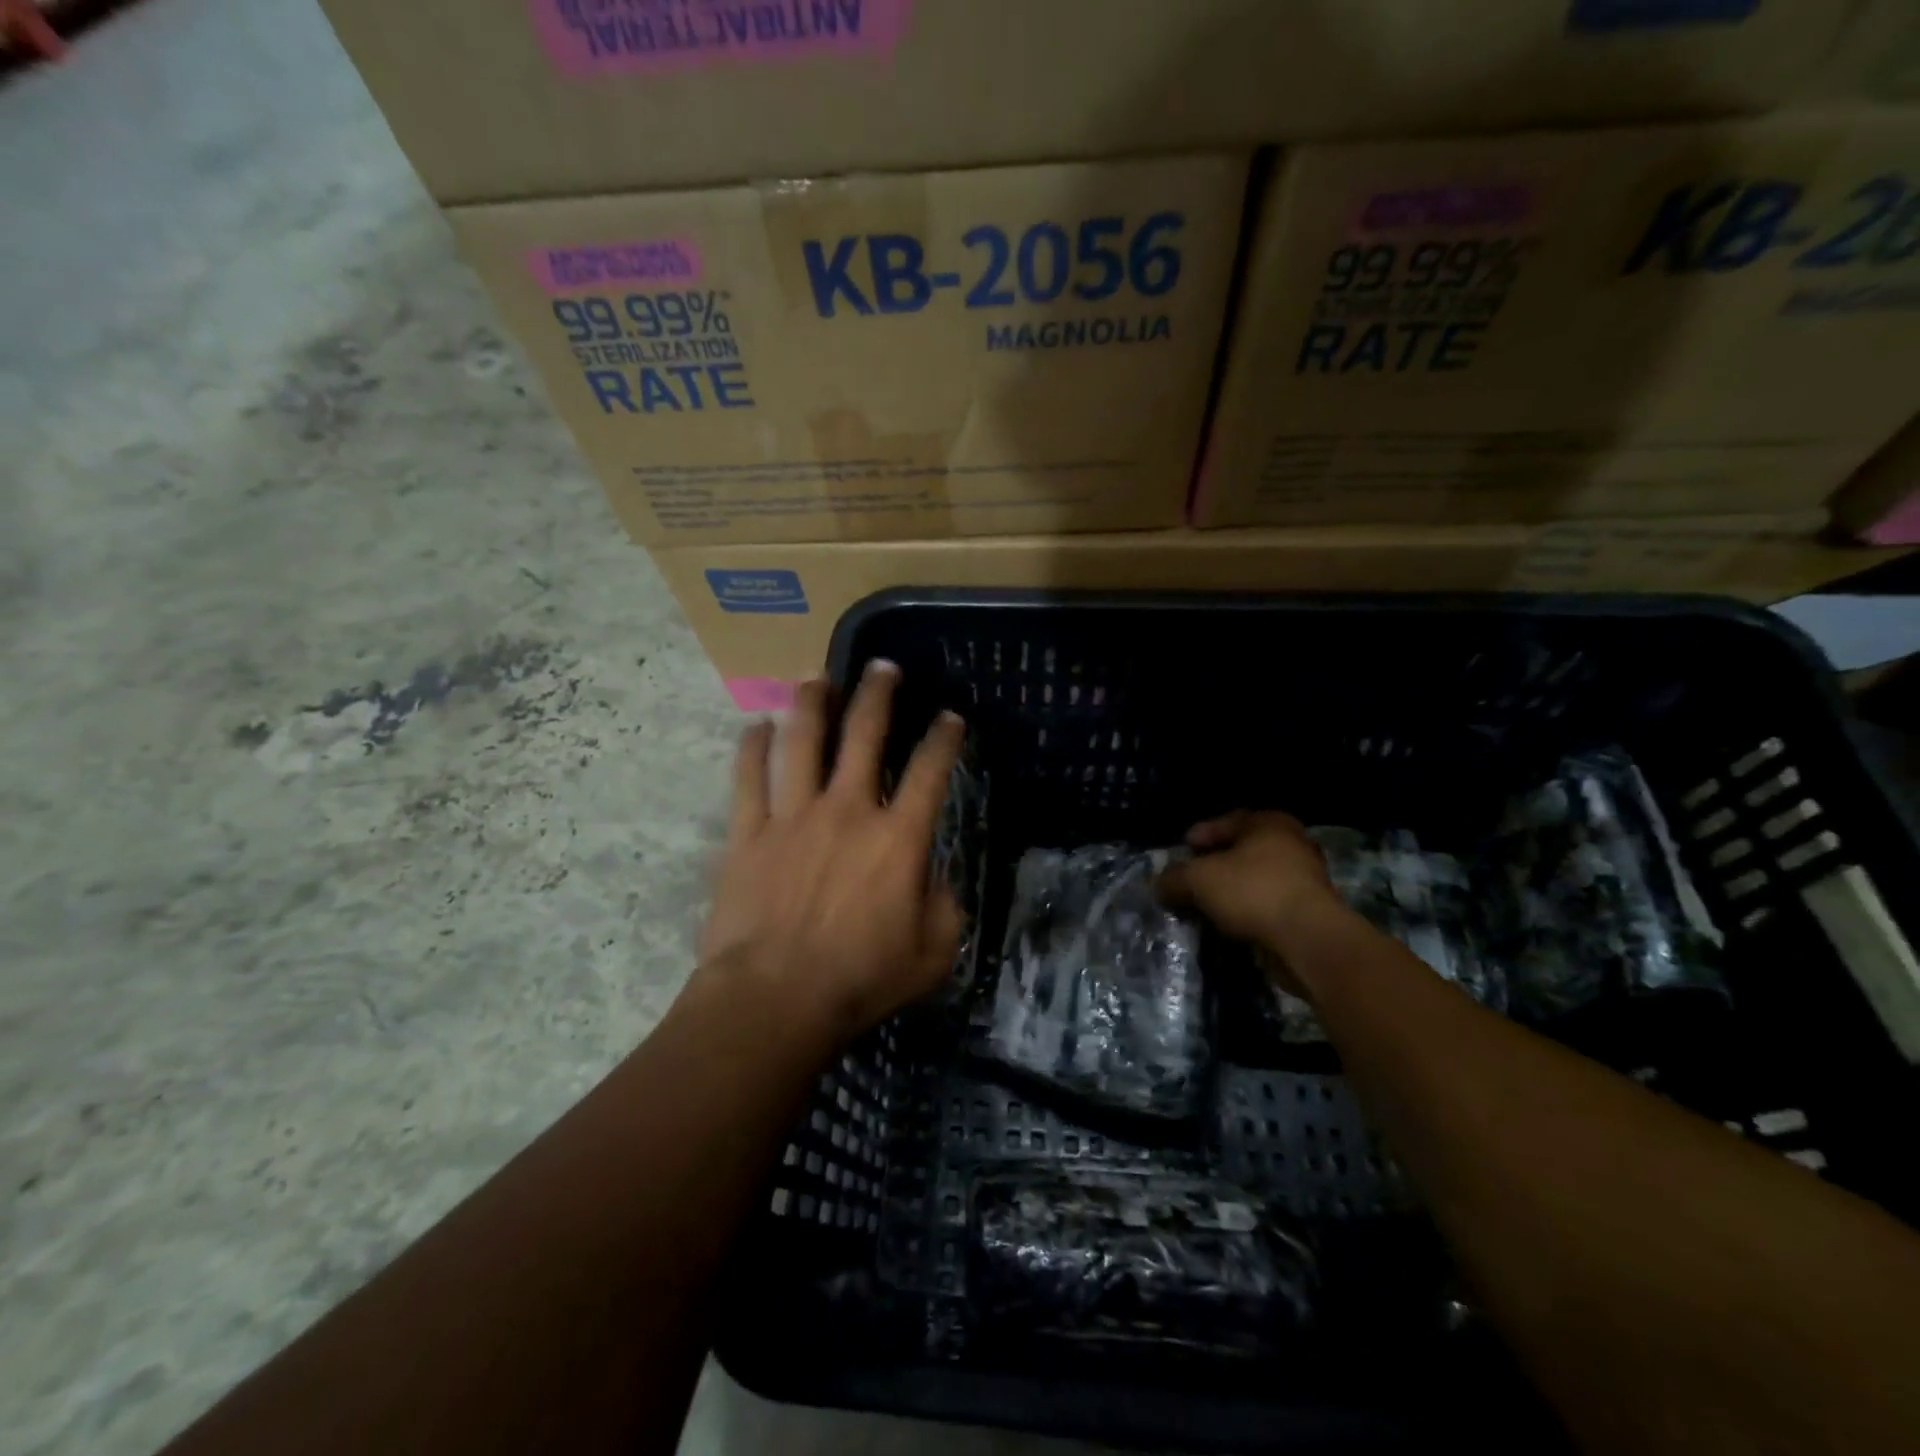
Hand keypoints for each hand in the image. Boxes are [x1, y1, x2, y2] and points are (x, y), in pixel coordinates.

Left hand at [699, 661, 966, 1042]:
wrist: (774, 1000)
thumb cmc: (860, 980)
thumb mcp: (933, 954)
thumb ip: (944, 907)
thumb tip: (932, 877)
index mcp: (898, 838)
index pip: (931, 772)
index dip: (945, 738)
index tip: (949, 717)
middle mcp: (848, 810)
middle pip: (864, 735)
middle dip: (878, 694)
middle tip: (882, 667)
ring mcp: (793, 816)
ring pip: (802, 741)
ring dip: (811, 704)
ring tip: (817, 679)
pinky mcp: (748, 833)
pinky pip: (748, 778)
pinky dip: (753, 748)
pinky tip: (757, 728)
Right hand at [1156, 811, 1339, 951]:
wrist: (1308, 940)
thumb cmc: (1253, 891)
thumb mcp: (1199, 879)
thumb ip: (1174, 878)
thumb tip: (1157, 885)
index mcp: (1269, 823)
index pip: (1225, 822)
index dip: (1199, 835)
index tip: (1182, 850)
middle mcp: (1292, 843)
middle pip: (1241, 851)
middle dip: (1214, 865)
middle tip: (1190, 879)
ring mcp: (1306, 878)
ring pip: (1255, 879)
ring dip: (1231, 891)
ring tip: (1205, 905)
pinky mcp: (1310, 911)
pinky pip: (1268, 903)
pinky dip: (1248, 911)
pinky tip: (1229, 923)